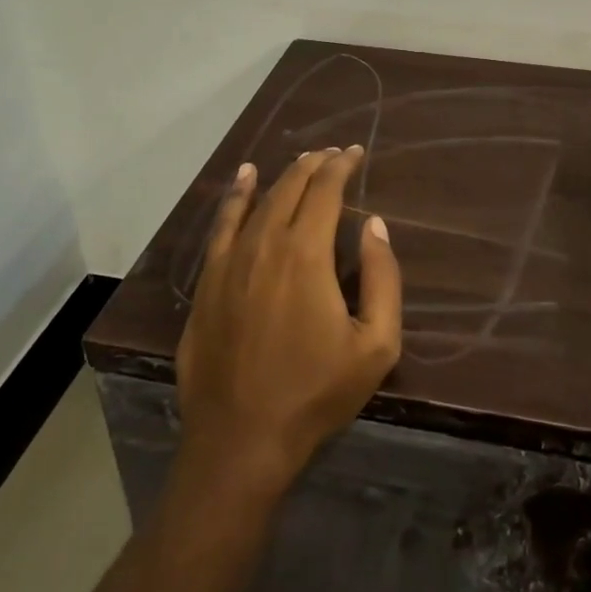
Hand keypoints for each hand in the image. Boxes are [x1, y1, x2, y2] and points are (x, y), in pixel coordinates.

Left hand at [176, 147, 402, 493]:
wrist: (241, 439)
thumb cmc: (316, 393)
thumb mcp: (375, 345)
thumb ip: (382, 278)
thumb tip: (374, 225)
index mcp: (306, 254)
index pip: (325, 191)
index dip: (342, 166)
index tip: (356, 153)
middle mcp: (265, 244)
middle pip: (291, 188)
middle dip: (315, 165)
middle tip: (334, 155)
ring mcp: (230, 261)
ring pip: (258, 201)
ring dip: (283, 176)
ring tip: (301, 161)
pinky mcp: (208, 281)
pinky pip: (223, 224)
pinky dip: (236, 196)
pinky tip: (244, 179)